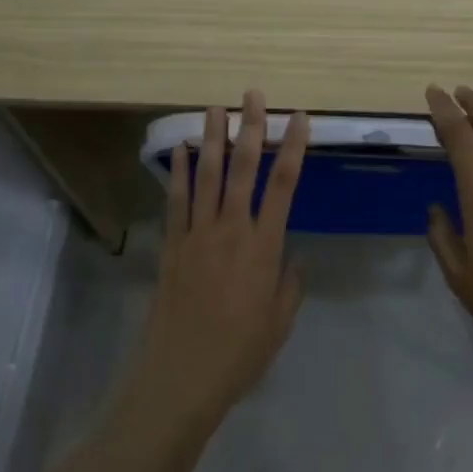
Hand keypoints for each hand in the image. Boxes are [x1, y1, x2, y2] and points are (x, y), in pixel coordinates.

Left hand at [136, 91, 309, 425]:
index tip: (299, 118)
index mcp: (263, 246)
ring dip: (212, 139)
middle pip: (244, 169)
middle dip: (251, 129)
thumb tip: (291, 257)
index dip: (293, 147)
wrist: (181, 376)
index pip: (284, 185)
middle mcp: (231, 229)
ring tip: (215, 108)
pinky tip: (179, 150)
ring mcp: (198, 234)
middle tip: (253, 96)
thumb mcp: (280, 322)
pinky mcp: (173, 245)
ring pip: (207, 176)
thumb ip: (289, 283)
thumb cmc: (239, 353)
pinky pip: (176, 201)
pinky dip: (178, 173)